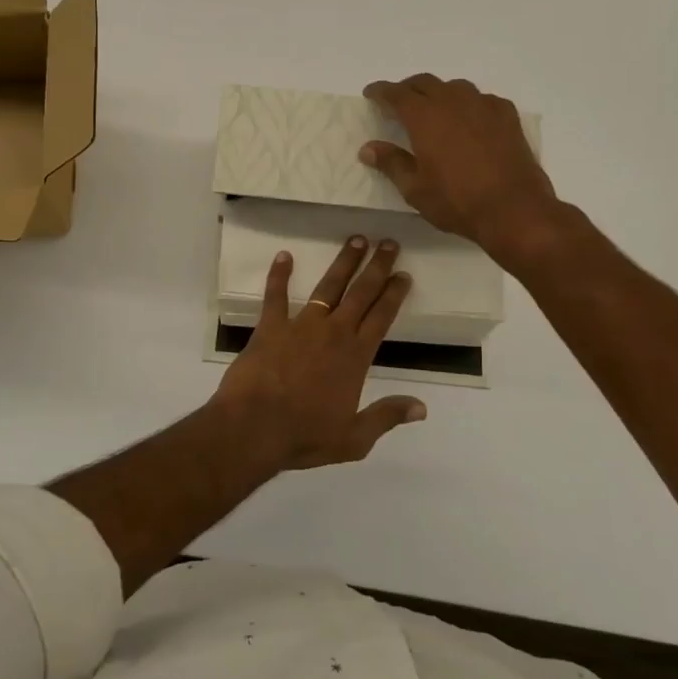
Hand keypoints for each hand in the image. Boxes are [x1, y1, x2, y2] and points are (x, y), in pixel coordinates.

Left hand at [211, 236, 425, 469]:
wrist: (255, 428)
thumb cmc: (305, 435)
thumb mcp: (354, 438)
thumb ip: (387, 417)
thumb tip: (422, 407)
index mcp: (355, 357)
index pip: (382, 317)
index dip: (394, 294)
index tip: (403, 274)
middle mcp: (333, 333)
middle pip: (361, 293)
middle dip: (377, 267)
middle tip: (388, 243)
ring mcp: (300, 326)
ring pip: (328, 286)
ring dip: (343, 262)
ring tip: (356, 240)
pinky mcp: (270, 327)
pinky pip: (275, 295)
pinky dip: (279, 274)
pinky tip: (283, 256)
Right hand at [361, 74, 564, 267]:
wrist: (514, 209)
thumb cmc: (457, 201)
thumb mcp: (415, 189)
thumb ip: (391, 163)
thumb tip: (368, 148)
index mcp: (424, 116)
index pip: (396, 94)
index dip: (380, 91)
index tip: (370, 94)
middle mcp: (453, 102)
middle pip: (425, 83)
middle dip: (408, 89)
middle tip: (398, 102)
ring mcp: (484, 106)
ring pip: (455, 87)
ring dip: (439, 93)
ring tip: (434, 110)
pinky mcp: (507, 116)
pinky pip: (482, 100)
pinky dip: (469, 104)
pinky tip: (470, 120)